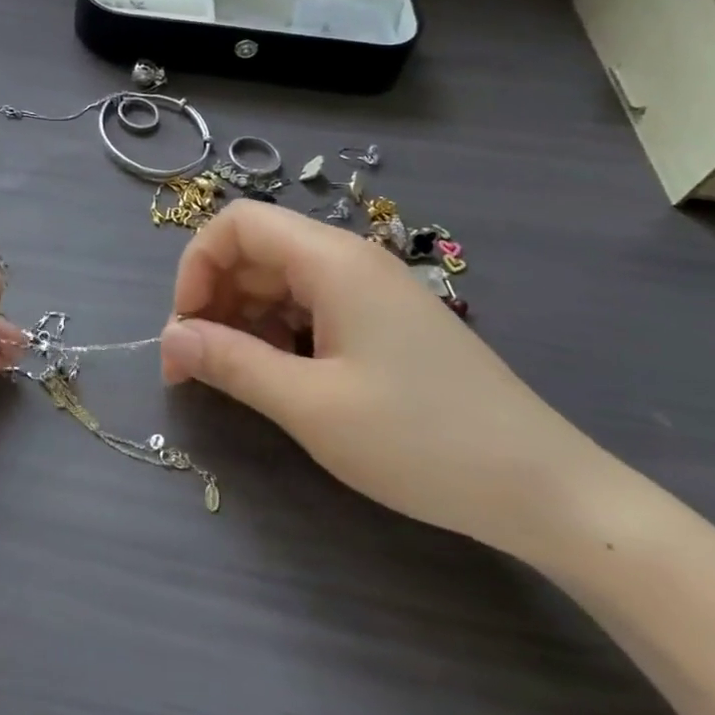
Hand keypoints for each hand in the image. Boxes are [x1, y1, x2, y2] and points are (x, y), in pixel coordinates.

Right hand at [159, 202, 608, 555]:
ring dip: (242, 319)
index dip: (196, 267)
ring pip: (281, 281)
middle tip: (195, 366)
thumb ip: (231, 363)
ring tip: (233, 377)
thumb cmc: (421, 441)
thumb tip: (170, 337)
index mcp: (332, 261)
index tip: (185, 329)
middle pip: (256, 251)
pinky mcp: (385, 322)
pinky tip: (280, 378)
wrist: (544, 489)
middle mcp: (350, 261)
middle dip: (213, 298)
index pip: (237, 224)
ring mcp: (372, 291)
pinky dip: (278, 333)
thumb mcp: (310, 405)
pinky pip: (312, 307)